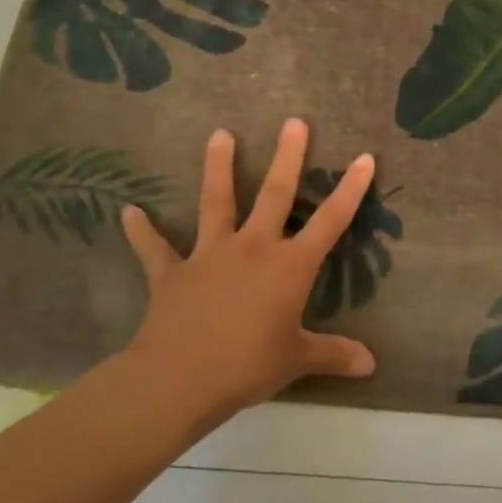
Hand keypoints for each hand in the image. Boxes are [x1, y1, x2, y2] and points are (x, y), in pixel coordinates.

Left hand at [120, 120, 376, 424]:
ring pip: (216, 203)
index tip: (364, 157)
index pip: (330, 220)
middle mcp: (254, 248)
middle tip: (294, 122)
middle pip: (274, 194)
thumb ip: (334, 355)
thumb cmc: (247, 366)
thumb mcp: (297, 360)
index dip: (350, 189)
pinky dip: (142, 231)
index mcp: (290, 266)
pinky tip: (129, 212)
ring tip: (220, 134)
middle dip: (287, 157)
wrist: (177, 380)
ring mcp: (210, 256)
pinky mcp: (172, 274)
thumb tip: (372, 365)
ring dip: (218, 168)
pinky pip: (155, 249)